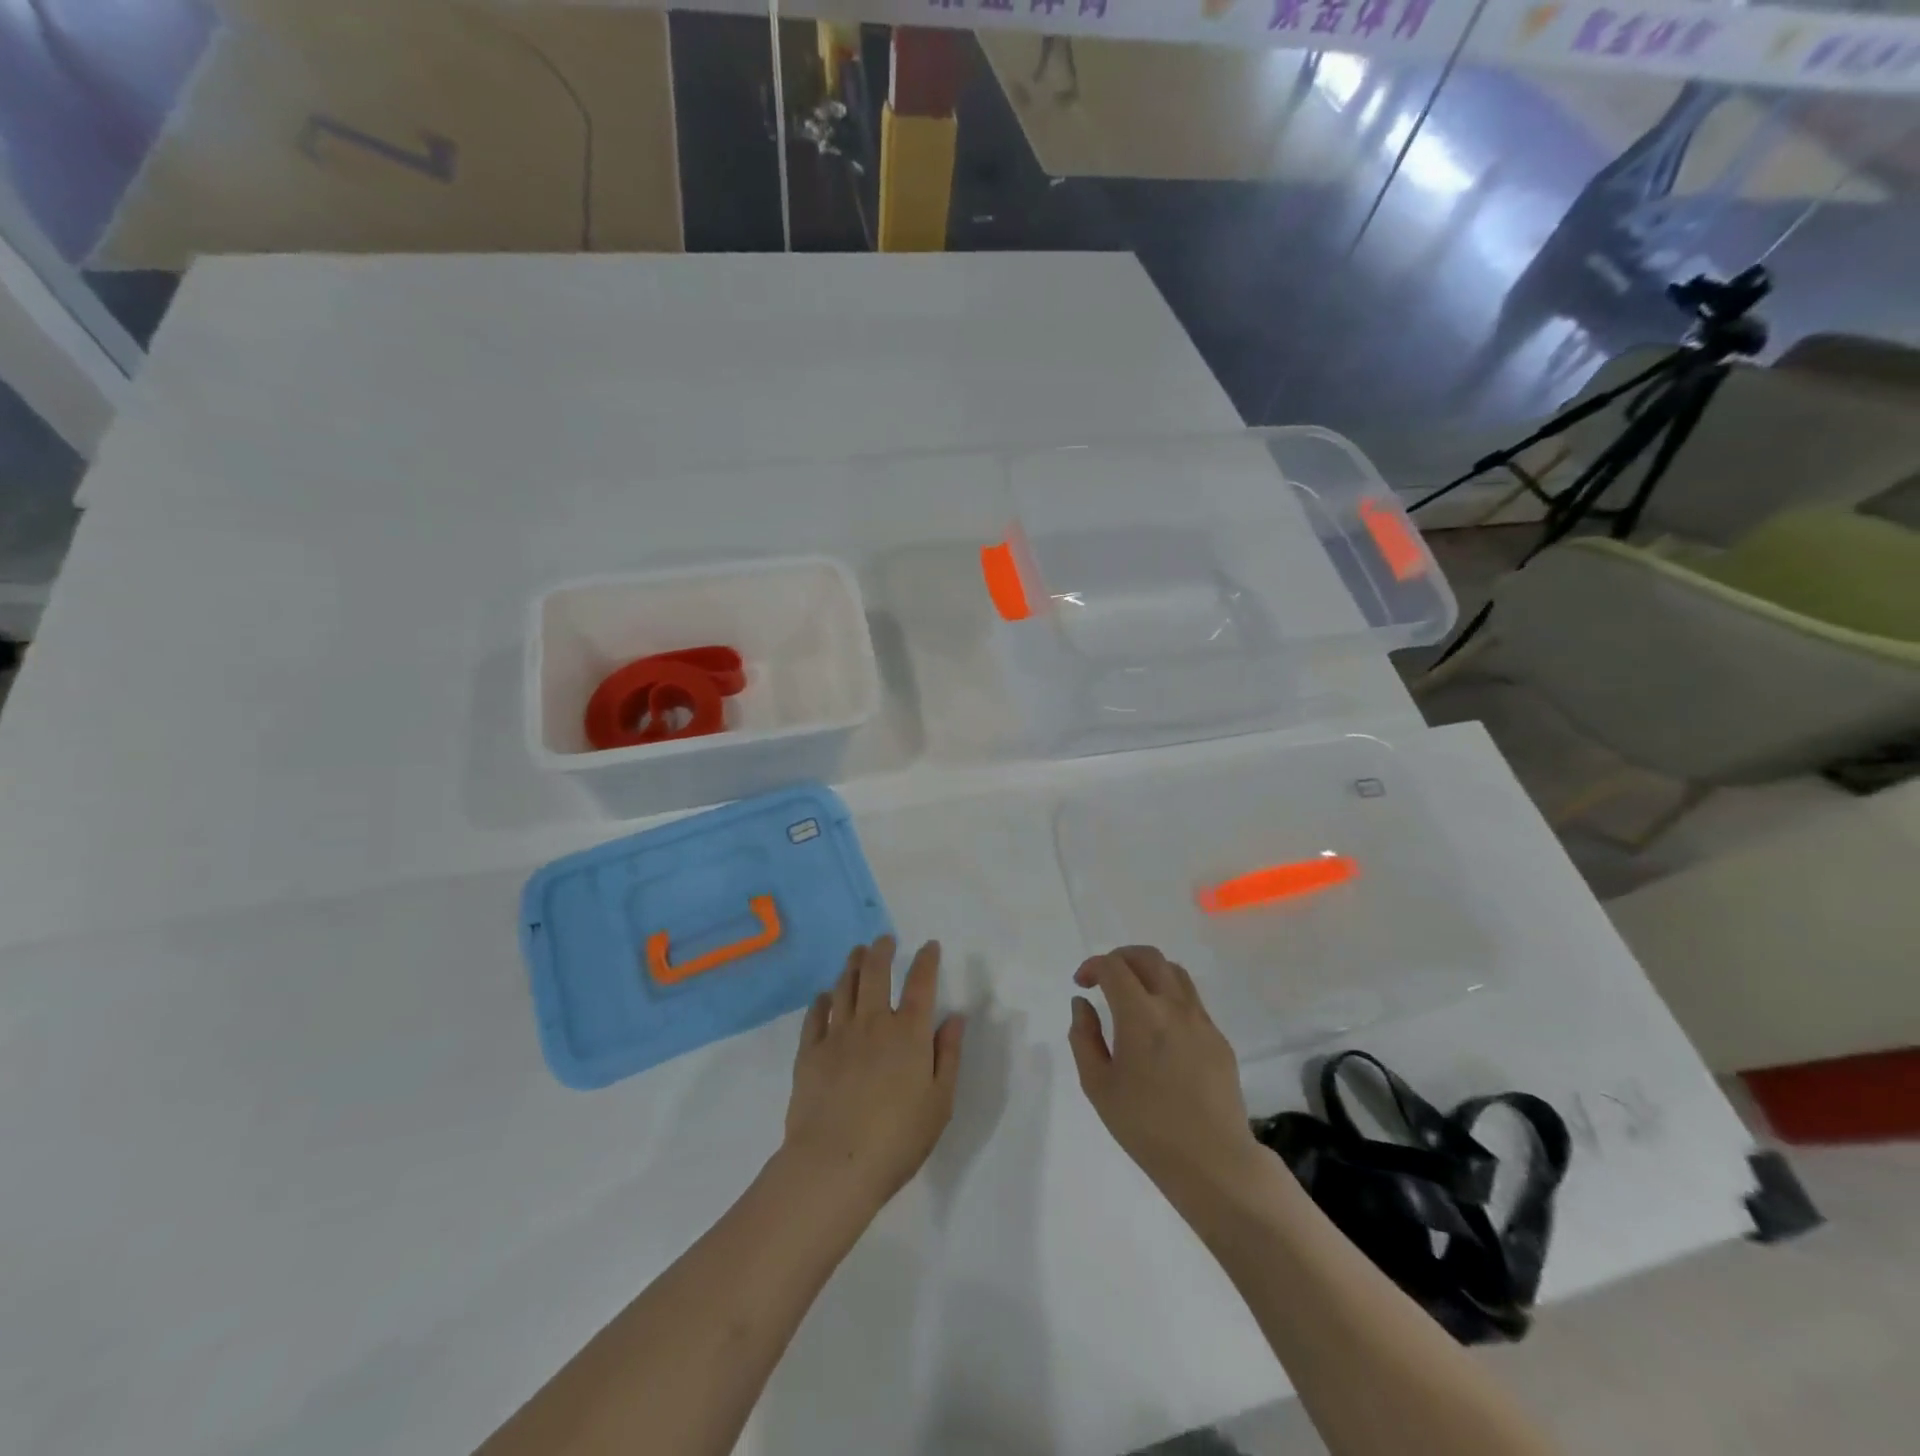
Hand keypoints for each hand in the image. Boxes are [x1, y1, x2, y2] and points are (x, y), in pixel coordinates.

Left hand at [782, 936, 965, 1211]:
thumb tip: (954, 1018)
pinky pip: (815, 1015)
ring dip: (852, 965)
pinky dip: (821, 1000)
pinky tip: (824, 996)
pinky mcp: (809, 1052)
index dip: (926, 961)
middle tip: (884, 939)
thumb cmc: (897, 1139)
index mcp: (909, 1033)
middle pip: (876, 973)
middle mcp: (873, 1023)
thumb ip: (948, 1056)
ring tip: (857, 953)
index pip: (921, 984)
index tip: (929, 946)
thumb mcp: (939, 1102)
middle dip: (882, 951)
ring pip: (845, 987)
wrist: (834, 1164)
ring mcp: (838, 1035)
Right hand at [1069, 946, 1264, 1206]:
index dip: (1093, 966)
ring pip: (1174, 972)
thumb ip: (1084, 1037)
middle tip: (1104, 977)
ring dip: (1148, 971)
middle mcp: (1174, 1006)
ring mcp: (1201, 1020)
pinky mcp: (1219, 1038)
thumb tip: (1082, 1004)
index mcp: (1140, 1015)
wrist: (1213, 1161)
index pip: (1113, 967)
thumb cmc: (1146, 1127)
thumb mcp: (1098, 1086)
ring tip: (1132, 994)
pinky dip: (1169, 996)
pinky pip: (1191, 1000)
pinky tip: (1159, 1027)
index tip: (1081, 983)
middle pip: (1148, 956)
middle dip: (1120, 957)